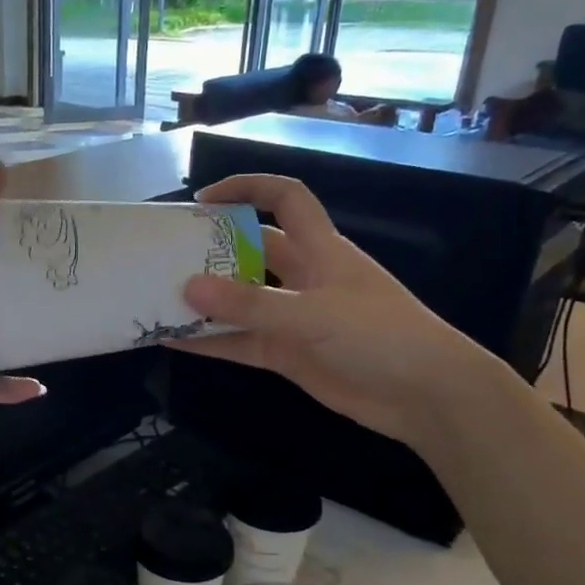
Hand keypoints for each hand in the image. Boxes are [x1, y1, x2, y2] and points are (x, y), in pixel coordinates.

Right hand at [172, 175, 485, 447]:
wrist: (427, 397)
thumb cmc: (381, 336)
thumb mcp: (315, 313)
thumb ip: (251, 305)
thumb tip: (187, 288)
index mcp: (321, 249)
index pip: (285, 199)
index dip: (247, 188)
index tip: (203, 200)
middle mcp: (303, 278)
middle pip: (251, 251)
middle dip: (212, 250)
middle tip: (165, 256)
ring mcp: (294, 318)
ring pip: (240, 302)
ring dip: (205, 301)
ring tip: (158, 298)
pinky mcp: (288, 355)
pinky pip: (240, 342)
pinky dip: (210, 342)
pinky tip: (174, 341)